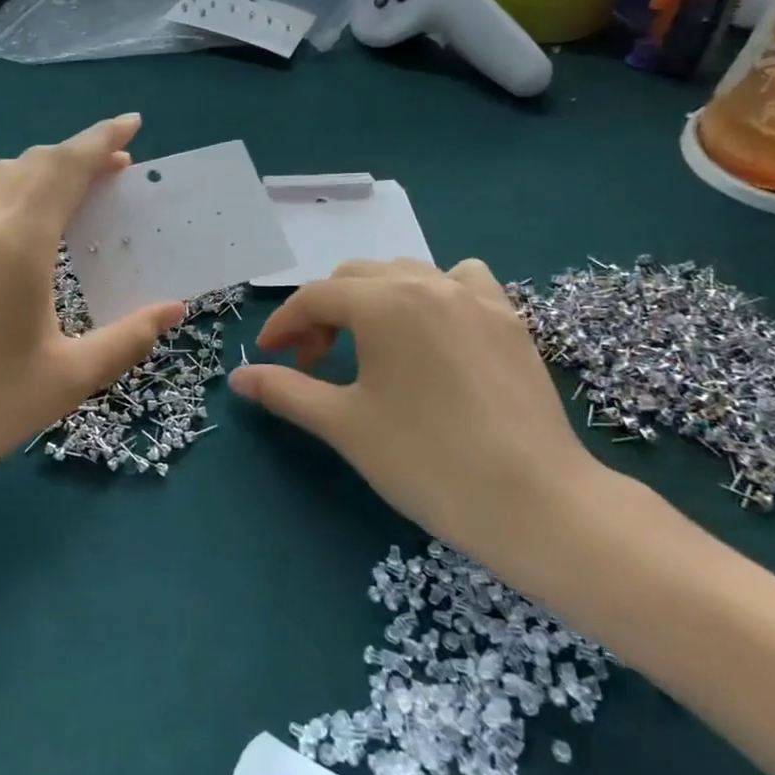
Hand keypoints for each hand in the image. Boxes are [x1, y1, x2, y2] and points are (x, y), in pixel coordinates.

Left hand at [0, 115, 183, 519]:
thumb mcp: (67, 380)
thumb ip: (127, 339)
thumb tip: (174, 310)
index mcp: (17, 243)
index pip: (67, 168)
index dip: (102, 140)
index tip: (133, 122)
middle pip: (34, 163)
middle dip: (80, 153)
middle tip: (120, 164)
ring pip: (1, 177)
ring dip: (44, 169)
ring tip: (80, 190)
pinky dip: (17, 191)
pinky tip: (31, 228)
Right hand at [229, 259, 601, 589]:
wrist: (535, 502)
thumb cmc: (426, 461)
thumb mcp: (344, 425)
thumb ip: (286, 391)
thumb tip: (239, 377)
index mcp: (383, 302)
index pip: (315, 297)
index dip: (284, 325)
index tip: (269, 357)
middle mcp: (427, 283)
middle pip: (355, 279)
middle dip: (324, 313)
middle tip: (314, 362)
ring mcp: (475, 297)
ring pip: (405, 273)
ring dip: (373, 298)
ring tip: (369, 344)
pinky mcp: (509, 318)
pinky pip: (461, 281)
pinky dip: (434, 292)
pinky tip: (435, 328)